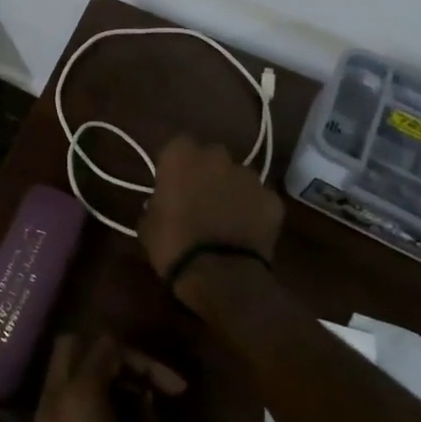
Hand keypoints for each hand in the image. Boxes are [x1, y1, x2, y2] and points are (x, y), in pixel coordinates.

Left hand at [32, 334, 184, 421]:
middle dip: (109, 355)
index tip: (176, 391)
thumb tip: (143, 401)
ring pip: (61, 375)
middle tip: (144, 382)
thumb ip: (151, 416)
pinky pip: (58, 405)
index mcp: (78, 397)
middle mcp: (51, 402)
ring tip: (134, 403)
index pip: (107, 347)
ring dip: (94, 377)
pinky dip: (82, 401)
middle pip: (71, 347)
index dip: (145, 361)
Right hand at [140, 136, 285, 294]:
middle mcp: (217, 157)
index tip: (173, 184)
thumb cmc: (174, 246)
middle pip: (212, 156)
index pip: (178, 145)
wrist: (221, 276)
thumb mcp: (148, 225)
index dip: (177, 164)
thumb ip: (156, 204)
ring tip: (226, 219)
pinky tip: (247, 233)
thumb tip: (161, 204)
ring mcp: (249, 177)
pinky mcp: (272, 200)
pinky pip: (260, 199)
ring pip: (238, 177)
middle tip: (199, 199)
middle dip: (207, 172)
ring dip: (231, 190)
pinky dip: (254, 211)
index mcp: (181, 157)